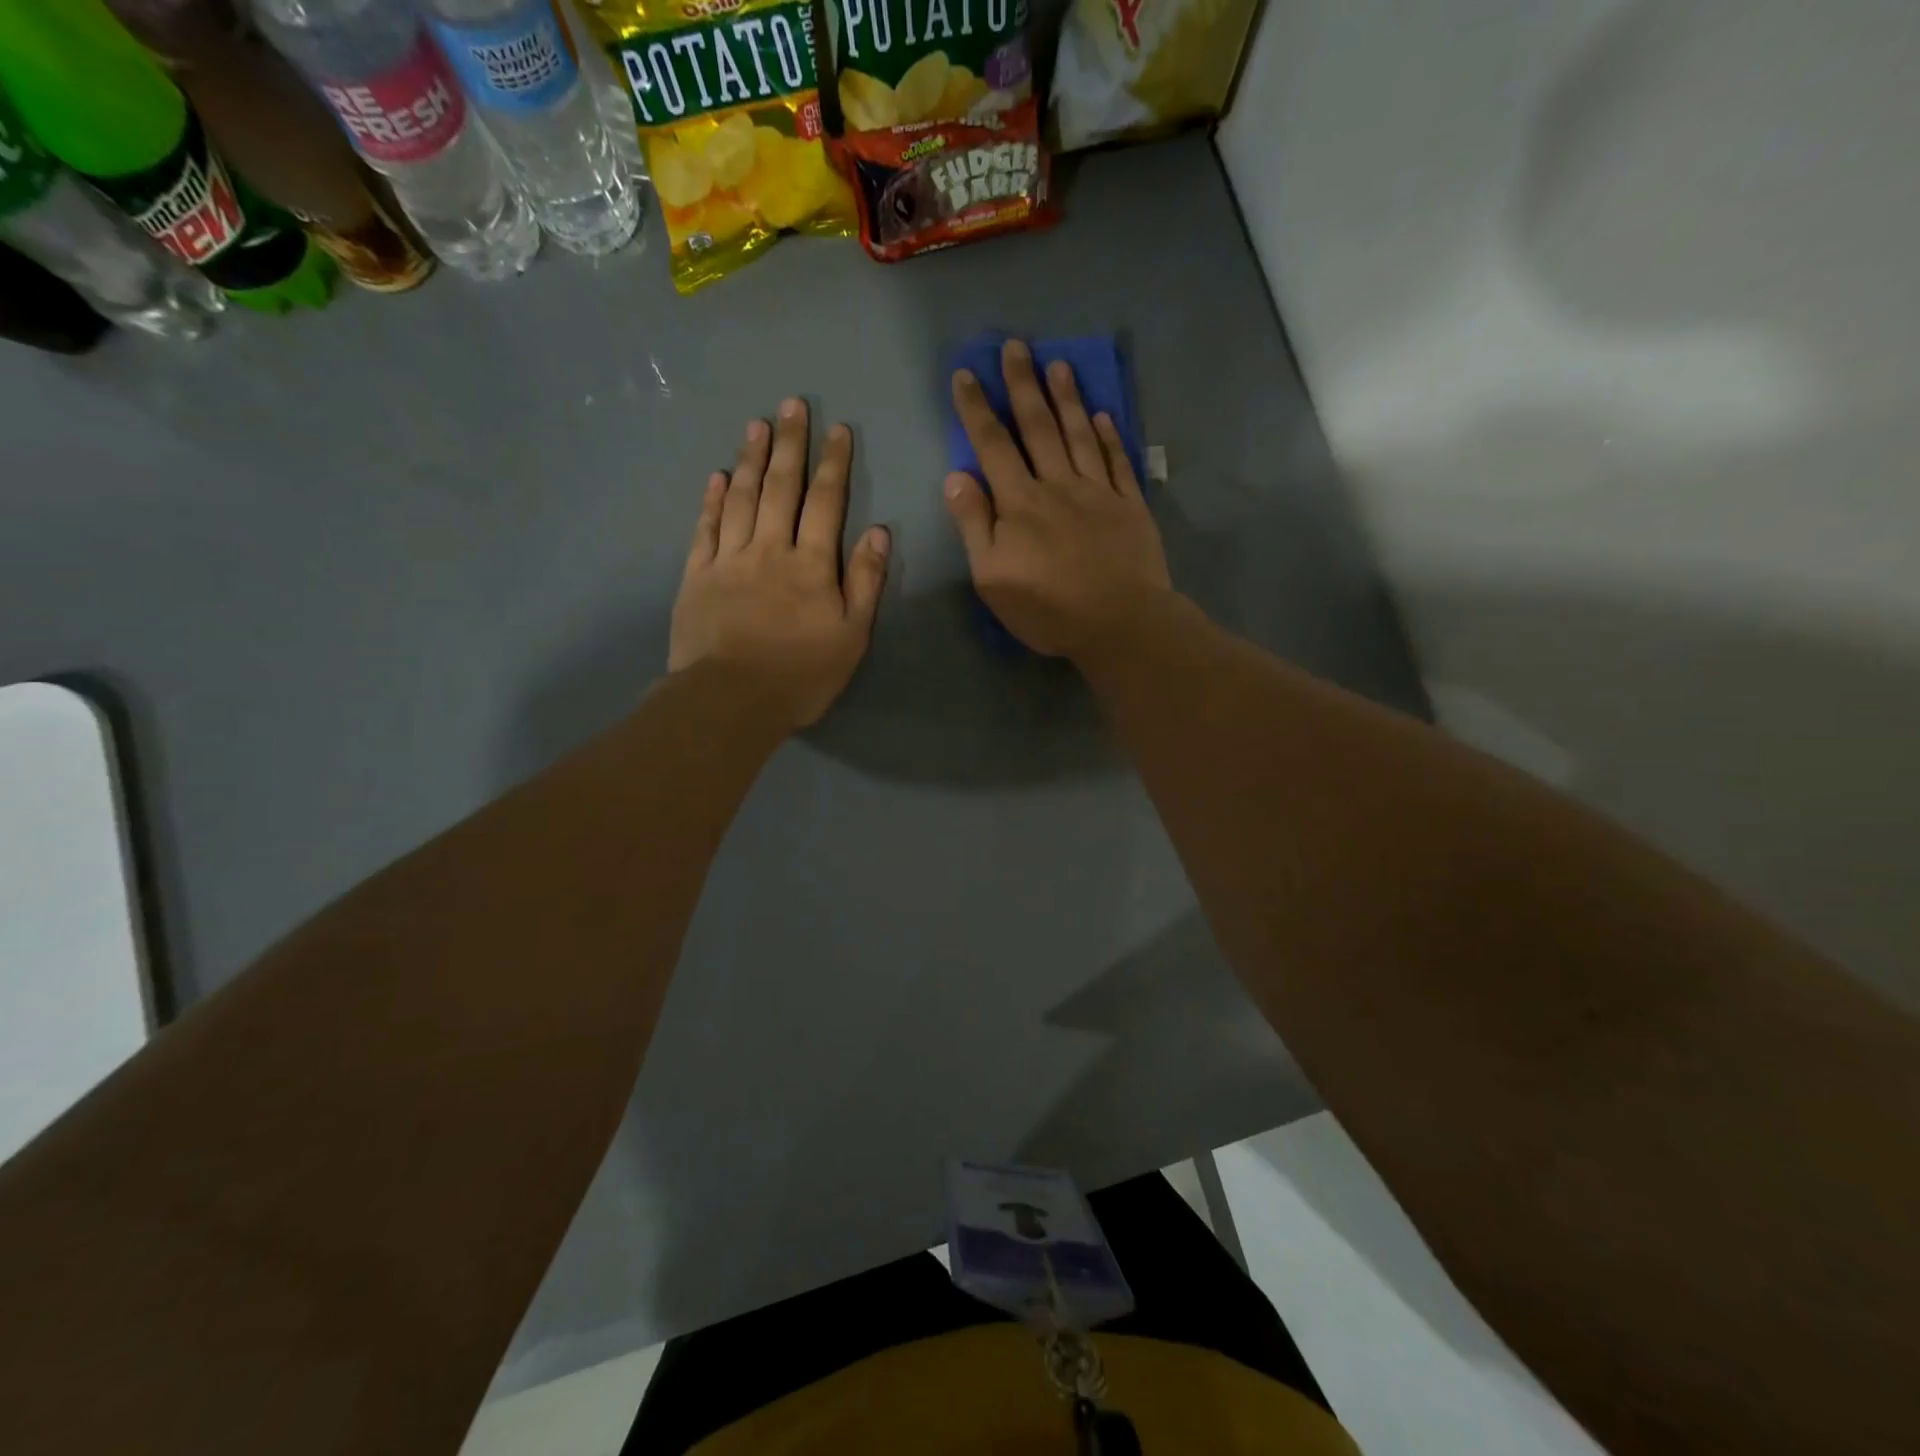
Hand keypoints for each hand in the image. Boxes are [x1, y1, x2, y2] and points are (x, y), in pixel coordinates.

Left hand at [670, 398, 890, 728]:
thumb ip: (864, 582)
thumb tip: (878, 532)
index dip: (834, 464)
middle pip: (781, 488)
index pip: (826, 503)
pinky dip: (713, 499)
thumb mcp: (851, 636)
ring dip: (750, 459)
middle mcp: (769, 549)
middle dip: (790, 444)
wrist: (730, 701)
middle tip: (792, 405)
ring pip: (741, 498)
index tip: (838, 430)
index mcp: (811, 565)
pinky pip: (706, 528)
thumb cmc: (800, 675)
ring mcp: (728, 559)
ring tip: (756, 424)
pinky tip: (717, 476)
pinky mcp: (697, 576)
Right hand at [944, 339, 1172, 660]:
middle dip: (1023, 385)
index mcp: (1020, 503)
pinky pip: (1118, 462)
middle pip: (1038, 427)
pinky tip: (1104, 415)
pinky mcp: (1130, 507)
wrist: (1120, 623)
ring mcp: (1098, 492)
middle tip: (1016, 346)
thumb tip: (956, 476)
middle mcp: (1058, 485)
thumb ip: (974, 524)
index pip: (993, 446)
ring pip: (1079, 435)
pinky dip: (1110, 436)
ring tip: (1059, 364)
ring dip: (1067, 398)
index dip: (977, 409)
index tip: (966, 374)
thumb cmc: (1048, 608)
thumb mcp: (992, 577)